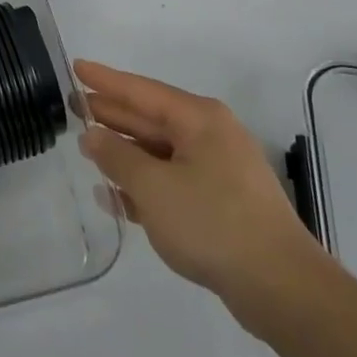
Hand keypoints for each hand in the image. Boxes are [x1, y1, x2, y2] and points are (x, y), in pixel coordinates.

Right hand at [75, 60, 331, 339]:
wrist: (282, 289)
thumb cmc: (213, 223)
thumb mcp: (154, 187)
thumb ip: (117, 156)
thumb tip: (91, 134)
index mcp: (198, 119)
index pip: (140, 90)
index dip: (105, 80)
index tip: (75, 67)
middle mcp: (210, 136)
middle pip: (150, 118)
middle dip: (112, 115)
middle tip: (74, 108)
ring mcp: (218, 171)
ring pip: (160, 152)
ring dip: (125, 154)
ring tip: (88, 151)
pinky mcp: (221, 204)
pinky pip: (172, 182)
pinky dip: (144, 185)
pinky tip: (115, 197)